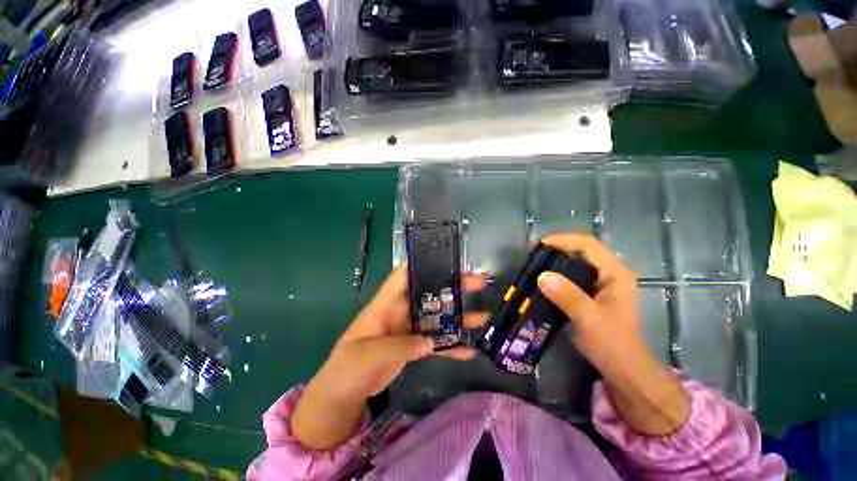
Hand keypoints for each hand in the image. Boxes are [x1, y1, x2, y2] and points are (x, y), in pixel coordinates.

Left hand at [292, 266, 487, 449]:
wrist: (342, 395)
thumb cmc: (346, 368)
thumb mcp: (366, 355)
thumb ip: (397, 346)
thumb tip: (428, 343)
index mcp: (384, 305)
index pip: (402, 277)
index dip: (420, 263)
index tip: (445, 256)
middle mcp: (399, 312)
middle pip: (428, 294)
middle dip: (451, 287)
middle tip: (477, 281)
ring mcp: (408, 329)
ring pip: (436, 317)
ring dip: (458, 317)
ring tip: (482, 315)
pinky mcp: (414, 346)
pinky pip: (435, 342)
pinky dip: (450, 345)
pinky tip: (469, 350)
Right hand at [538, 234, 688, 434]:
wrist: (622, 368)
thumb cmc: (611, 343)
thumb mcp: (589, 318)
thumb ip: (568, 296)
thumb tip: (542, 276)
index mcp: (615, 273)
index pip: (588, 245)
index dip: (563, 240)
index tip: (540, 246)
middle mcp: (610, 273)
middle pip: (582, 250)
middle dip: (558, 249)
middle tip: (534, 255)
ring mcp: (602, 284)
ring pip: (577, 262)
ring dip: (556, 261)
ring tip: (536, 264)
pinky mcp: (593, 293)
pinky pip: (573, 276)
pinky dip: (558, 274)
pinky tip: (545, 280)